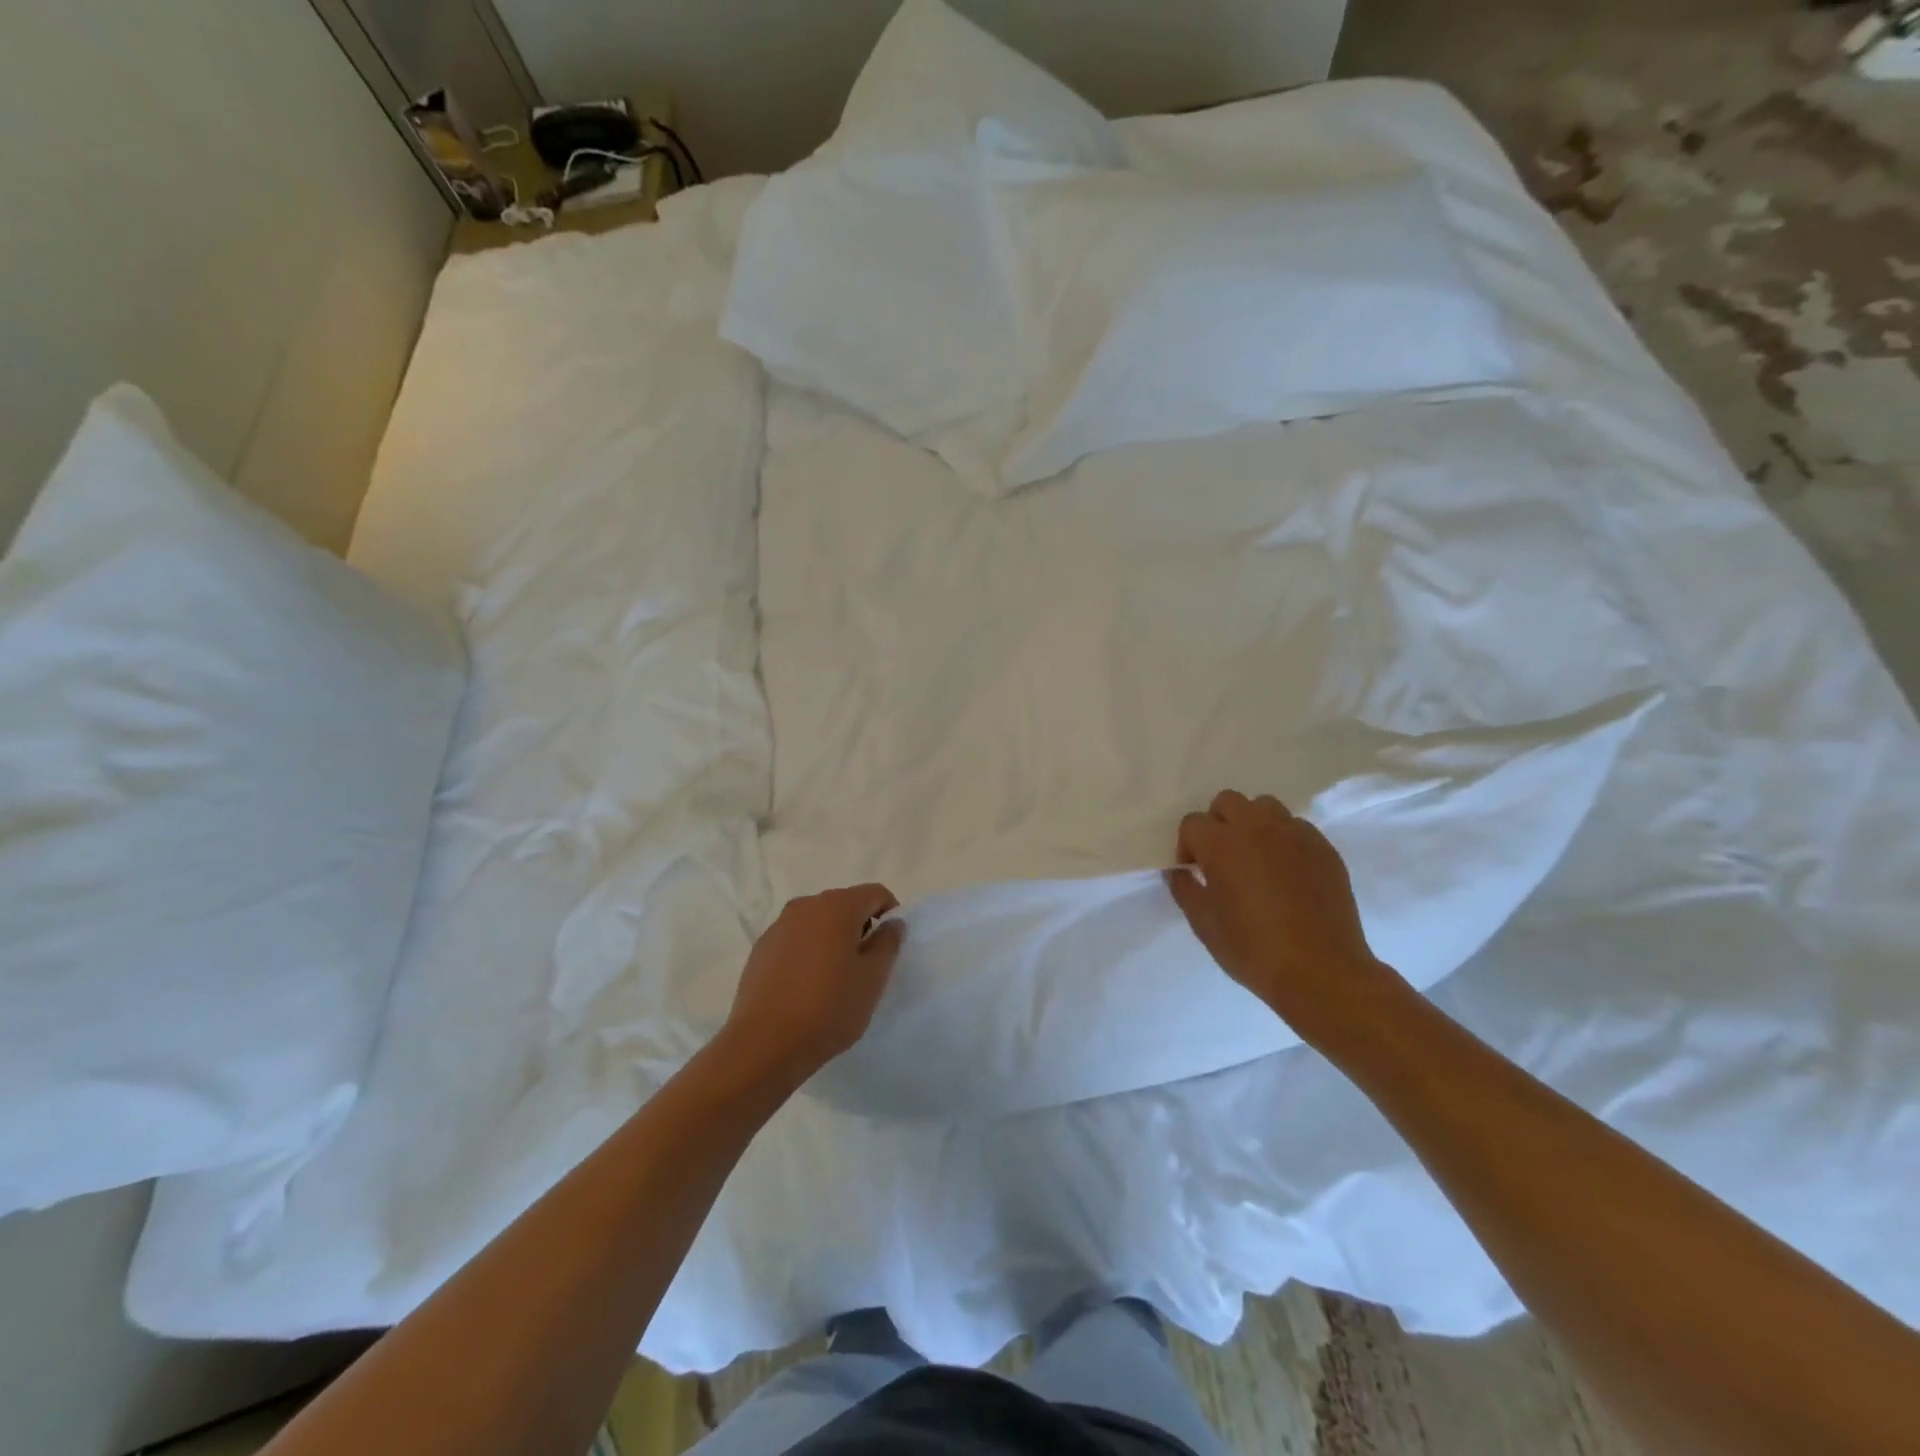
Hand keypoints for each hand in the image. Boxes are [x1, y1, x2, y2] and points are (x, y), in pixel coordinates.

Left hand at [720, 884, 905, 1083]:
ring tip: (836, 978)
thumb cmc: (828, 1008)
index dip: (890, 914)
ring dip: (833, 939)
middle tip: (866, 965)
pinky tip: (807, 987)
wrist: (764, 1045)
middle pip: (844, 904)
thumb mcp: (872, 979)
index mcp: (837, 906)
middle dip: (860, 927)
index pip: (875, 893)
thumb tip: (892, 923)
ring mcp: (778, 926)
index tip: (890, 946)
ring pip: (818, 922)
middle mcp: (805, 906)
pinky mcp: (761, 949)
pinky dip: (809, 952)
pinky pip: (796, 940)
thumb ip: (887, 943)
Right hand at [1169, 790, 1404, 1047]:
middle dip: (1218, 823)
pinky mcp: (1323, 847)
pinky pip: (1296, 827)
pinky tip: (1286, 871)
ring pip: (1265, 806)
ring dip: (1252, 823)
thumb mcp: (1204, 925)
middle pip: (1228, 801)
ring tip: (1256, 857)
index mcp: (1221, 845)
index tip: (1195, 871)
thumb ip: (1185, 890)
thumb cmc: (1254, 950)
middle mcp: (1256, 828)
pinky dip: (1284, 839)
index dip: (1188, 845)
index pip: (1192, 823)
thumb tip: (1179, 872)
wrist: (1322, 972)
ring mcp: (1294, 834)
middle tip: (1222, 857)